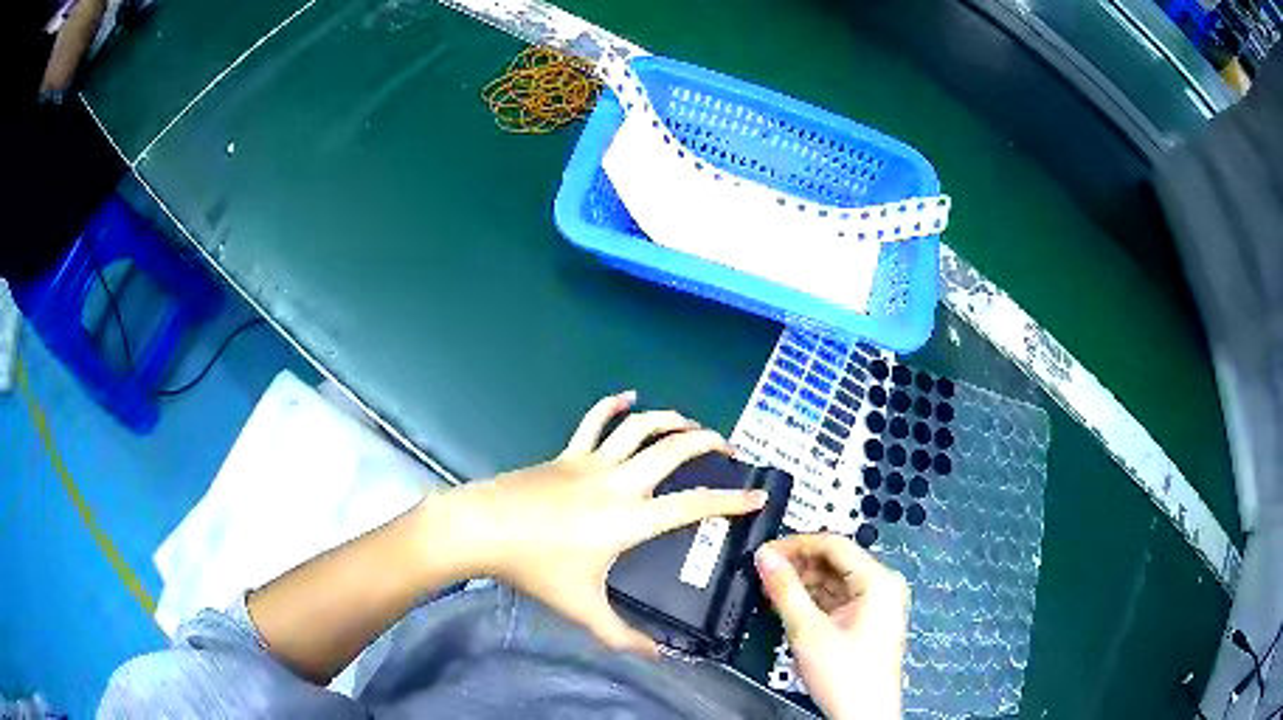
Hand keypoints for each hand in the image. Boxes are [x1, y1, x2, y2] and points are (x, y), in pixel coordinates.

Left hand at [447, 391, 767, 656]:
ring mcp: (591, 462)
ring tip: (690, 424)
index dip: (732, 501)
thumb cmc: (535, 569)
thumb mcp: (582, 609)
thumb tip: (658, 657)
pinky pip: (594, 420)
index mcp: (629, 519)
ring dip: (670, 419)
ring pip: (640, 427)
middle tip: (728, 449)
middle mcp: (619, 482)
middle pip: (673, 450)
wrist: (483, 529)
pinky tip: (628, 396)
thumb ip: (623, 636)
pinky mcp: (566, 453)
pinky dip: (613, 404)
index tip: (758, 496)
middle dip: (708, 443)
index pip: (693, 505)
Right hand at [755, 534, 908, 719]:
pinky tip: (791, 608)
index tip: (765, 552)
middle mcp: (883, 585)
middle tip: (764, 574)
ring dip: (804, 584)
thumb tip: (765, 557)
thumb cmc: (845, 674)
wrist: (864, 715)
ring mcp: (878, 604)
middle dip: (799, 566)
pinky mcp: (870, 621)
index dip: (796, 544)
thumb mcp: (807, 630)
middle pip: (836, 561)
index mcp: (878, 580)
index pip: (833, 544)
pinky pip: (840, 599)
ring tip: (772, 592)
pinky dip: (815, 601)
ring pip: (836, 581)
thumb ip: (784, 590)